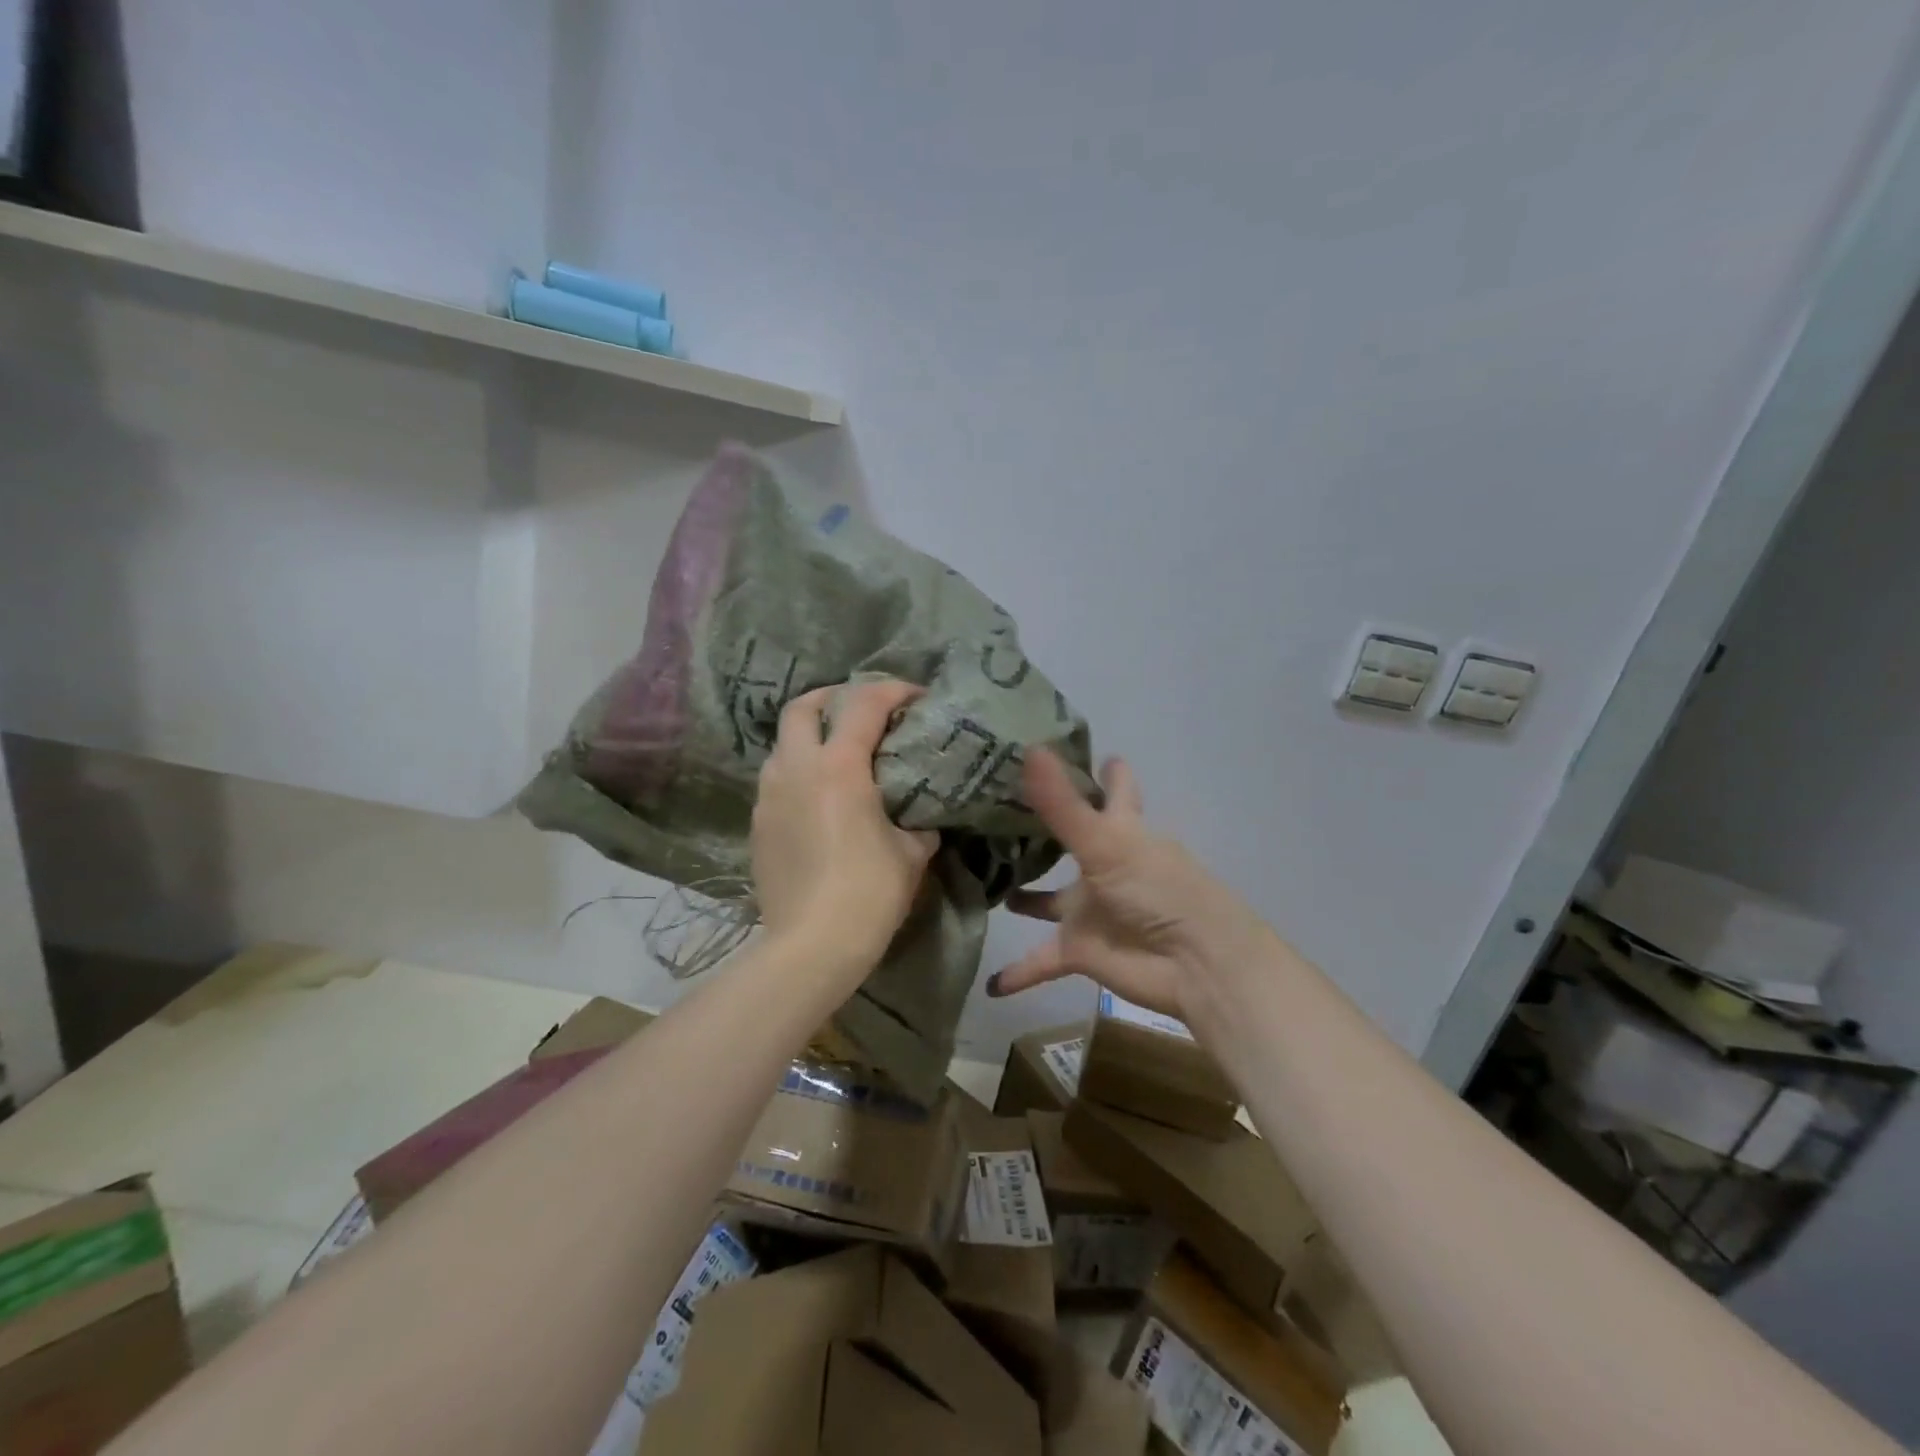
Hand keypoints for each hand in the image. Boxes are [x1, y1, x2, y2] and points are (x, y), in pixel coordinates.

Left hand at [751, 679, 939, 975]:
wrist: (811, 946)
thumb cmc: (869, 893)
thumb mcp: (911, 853)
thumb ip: (918, 823)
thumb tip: (922, 819)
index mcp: (839, 767)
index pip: (864, 704)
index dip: (892, 689)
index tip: (915, 696)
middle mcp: (797, 769)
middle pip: (802, 707)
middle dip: (832, 697)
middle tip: (860, 709)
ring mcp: (769, 796)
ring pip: (783, 743)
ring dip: (810, 735)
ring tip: (838, 753)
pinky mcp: (758, 823)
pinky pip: (776, 779)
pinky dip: (798, 772)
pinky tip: (818, 797)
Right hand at [987, 749, 1268, 1021]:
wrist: (1195, 965)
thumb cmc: (1158, 890)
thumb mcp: (1106, 843)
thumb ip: (1062, 804)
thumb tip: (1028, 749)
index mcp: (1122, 830)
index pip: (1113, 789)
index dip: (1098, 769)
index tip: (1064, 746)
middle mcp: (1104, 865)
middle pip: (1070, 841)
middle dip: (1039, 828)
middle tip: (991, 808)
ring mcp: (1091, 909)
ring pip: (1048, 901)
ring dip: (1023, 898)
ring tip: (979, 881)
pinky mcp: (1081, 950)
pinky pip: (1041, 961)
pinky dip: (1017, 973)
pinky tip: (989, 982)